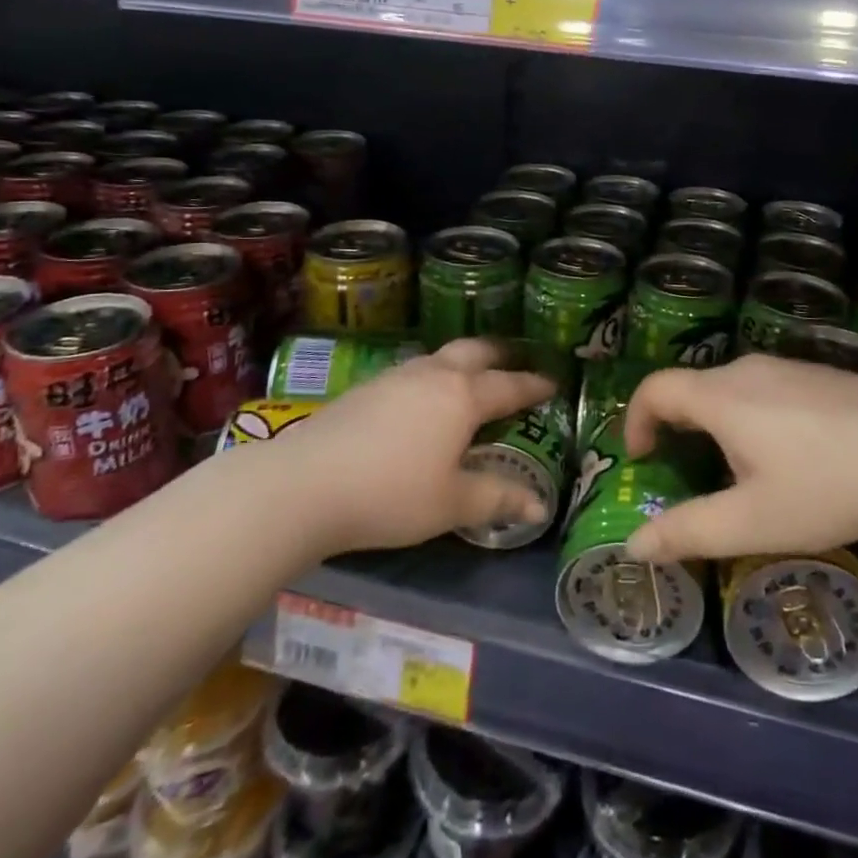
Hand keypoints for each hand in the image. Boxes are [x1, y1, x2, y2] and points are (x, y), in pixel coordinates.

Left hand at [269, 338, 554, 556]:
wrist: (304, 483)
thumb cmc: (391, 494)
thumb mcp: (451, 503)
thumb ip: (497, 498)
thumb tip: (540, 505)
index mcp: (463, 396)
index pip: (510, 385)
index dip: (534, 385)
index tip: (553, 383)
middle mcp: (434, 375)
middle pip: (475, 351)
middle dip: (500, 354)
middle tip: (515, 360)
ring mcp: (397, 376)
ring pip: (441, 357)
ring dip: (464, 362)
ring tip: (471, 377)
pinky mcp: (367, 387)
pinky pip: (415, 371)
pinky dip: (434, 375)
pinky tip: (422, 399)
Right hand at [622, 355, 857, 563]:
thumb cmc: (826, 489)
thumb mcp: (751, 522)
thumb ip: (688, 532)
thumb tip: (634, 546)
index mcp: (721, 396)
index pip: (655, 389)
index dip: (636, 420)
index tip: (640, 459)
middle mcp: (749, 369)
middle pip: (693, 388)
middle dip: (677, 428)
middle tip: (688, 474)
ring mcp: (790, 367)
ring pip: (733, 388)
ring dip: (717, 424)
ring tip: (741, 473)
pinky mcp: (822, 375)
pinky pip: (768, 389)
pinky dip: (754, 416)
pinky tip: (793, 458)